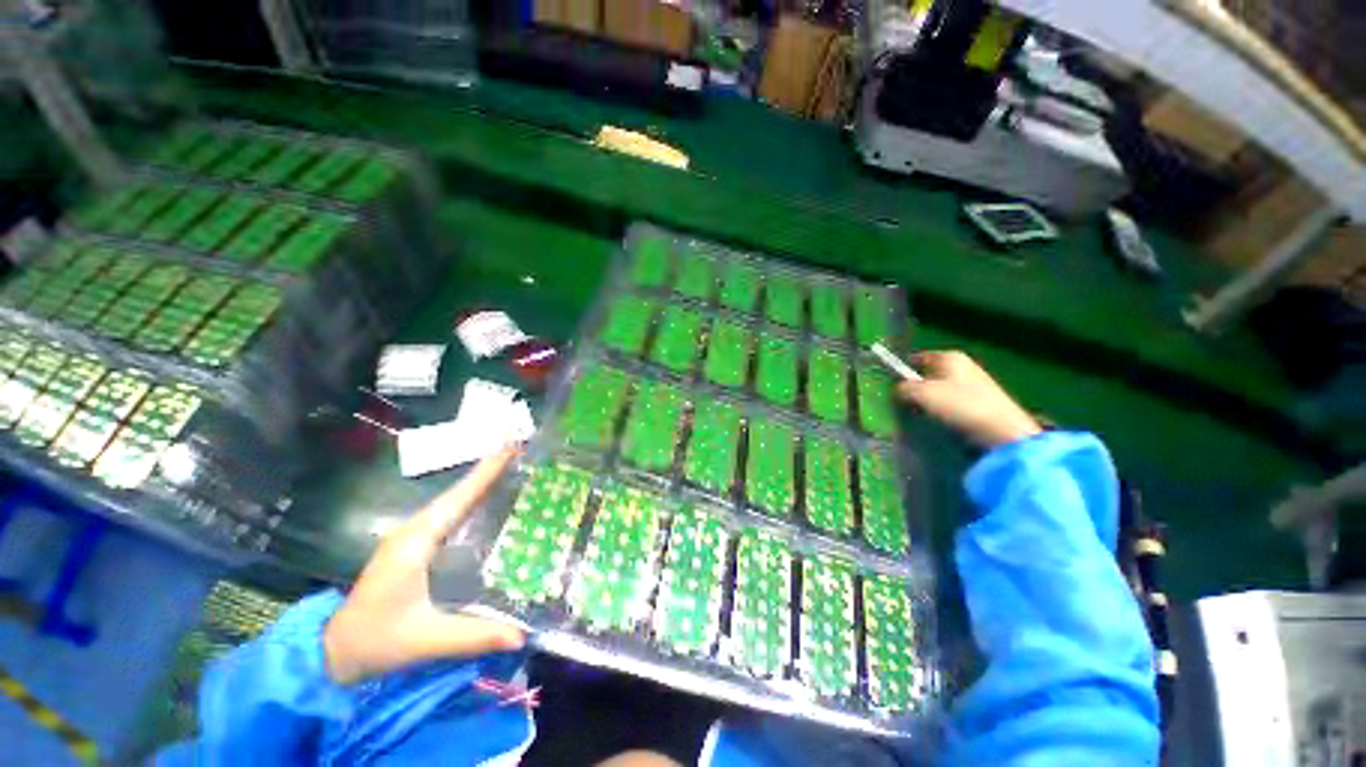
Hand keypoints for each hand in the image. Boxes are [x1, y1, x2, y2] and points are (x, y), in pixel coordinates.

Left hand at [324, 448, 526, 684]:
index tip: (510, 449)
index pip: (457, 501)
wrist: (332, 652)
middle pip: (455, 494)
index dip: (484, 474)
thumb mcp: (426, 640)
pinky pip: (446, 513)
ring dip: (478, 482)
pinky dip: (467, 499)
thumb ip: (473, 636)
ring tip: (508, 466)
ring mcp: (409, 537)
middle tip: (518, 451)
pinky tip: (484, 500)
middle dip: (487, 470)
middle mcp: (412, 531)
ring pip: (450, 501)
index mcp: (415, 544)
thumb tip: (522, 635)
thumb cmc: (376, 642)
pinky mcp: (411, 546)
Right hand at [897, 350, 1041, 447]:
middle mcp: (963, 365)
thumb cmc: (960, 405)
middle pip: (929, 374)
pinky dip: (944, 409)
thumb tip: (898, 389)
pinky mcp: (982, 400)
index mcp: (949, 357)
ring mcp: (975, 382)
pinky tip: (943, 420)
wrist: (1002, 430)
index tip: (893, 385)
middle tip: (906, 403)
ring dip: (929, 401)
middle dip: (916, 387)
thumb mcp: (922, 394)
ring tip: (924, 414)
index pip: (917, 358)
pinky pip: (953, 401)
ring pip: (940, 389)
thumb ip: (903, 388)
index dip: (903, 370)